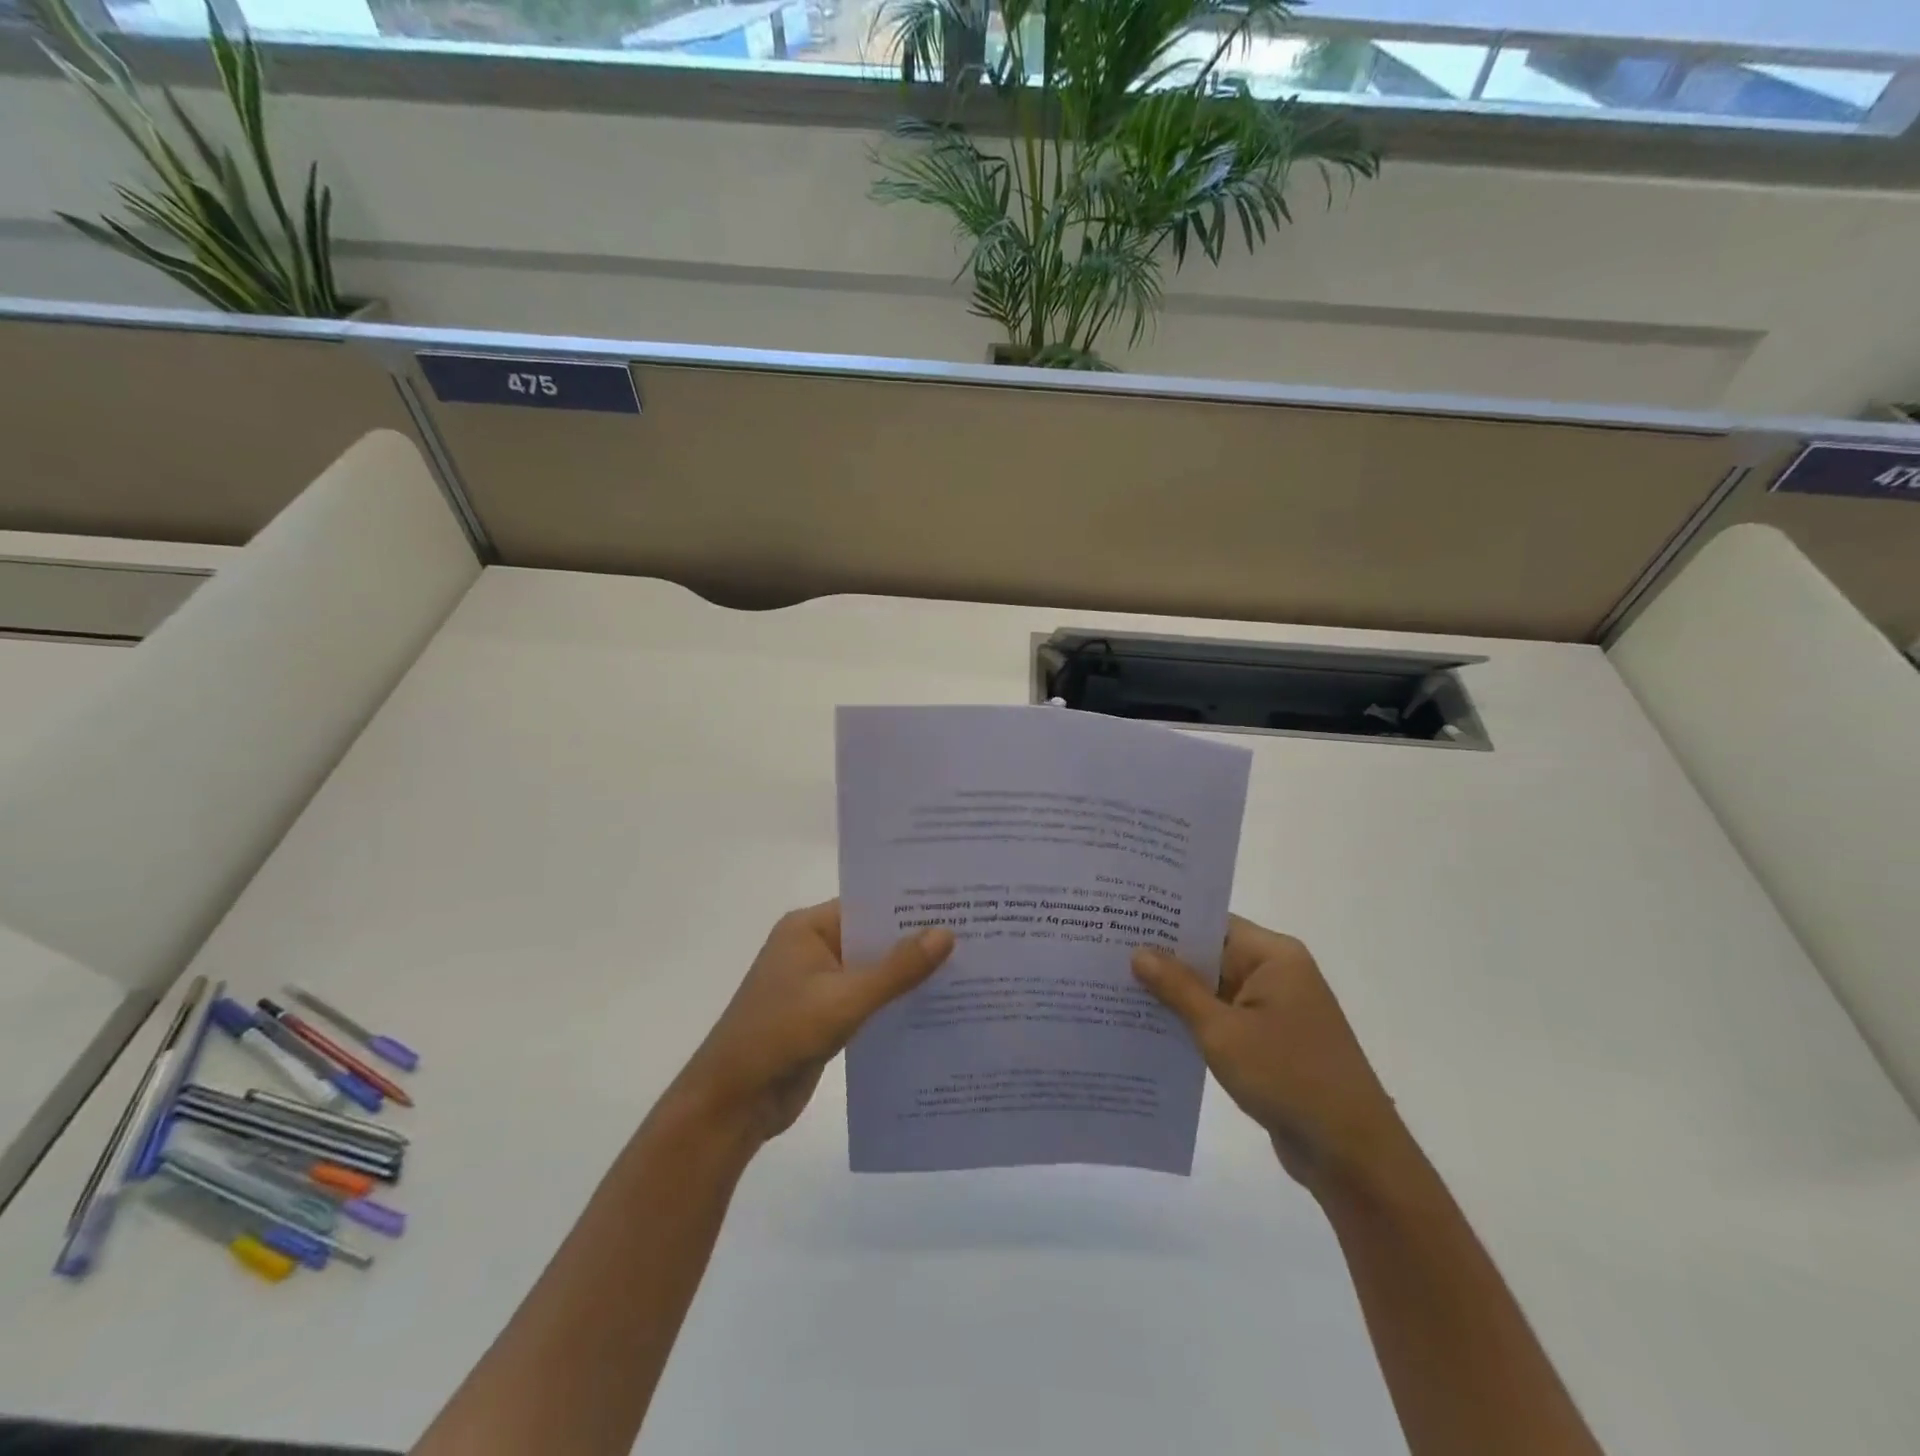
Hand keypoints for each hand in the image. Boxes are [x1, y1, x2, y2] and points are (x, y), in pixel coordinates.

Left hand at [669, 902, 954, 1145]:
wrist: (732, 1104)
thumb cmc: (782, 1036)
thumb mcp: (845, 1000)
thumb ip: (897, 969)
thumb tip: (946, 932)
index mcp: (808, 928)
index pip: (868, 904)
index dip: (911, 905)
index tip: (958, 904)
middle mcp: (813, 947)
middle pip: (873, 936)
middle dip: (916, 940)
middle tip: (974, 934)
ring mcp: (818, 982)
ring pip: (873, 969)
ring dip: (908, 974)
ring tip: (967, 967)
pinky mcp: (824, 1015)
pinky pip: (867, 998)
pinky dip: (894, 1001)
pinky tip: (936, 1005)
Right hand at [1131, 917, 1406, 1192]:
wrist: (1352, 1154)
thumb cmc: (1288, 1077)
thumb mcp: (1222, 1031)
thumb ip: (1178, 988)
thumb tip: (1139, 952)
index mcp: (1273, 956)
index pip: (1212, 923)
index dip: (1168, 921)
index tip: (1123, 920)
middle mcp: (1277, 973)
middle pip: (1212, 954)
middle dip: (1165, 959)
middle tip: (1109, 953)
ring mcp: (1276, 1009)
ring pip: (1215, 989)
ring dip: (1177, 993)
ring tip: (1119, 986)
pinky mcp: (1272, 1041)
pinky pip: (1225, 1018)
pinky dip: (1195, 1020)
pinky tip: (1152, 1024)